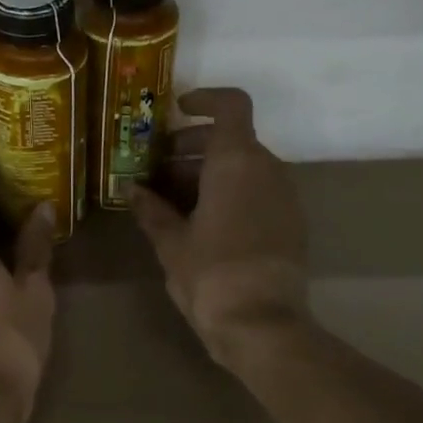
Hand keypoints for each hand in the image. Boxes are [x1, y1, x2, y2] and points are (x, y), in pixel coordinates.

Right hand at [133, 87, 310, 371]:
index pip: (231, 105)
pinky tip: (203, 223)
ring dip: (211, 173)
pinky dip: (231, 194)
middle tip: (160, 168)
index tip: (178, 110)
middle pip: (234, 139)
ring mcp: (285, 196)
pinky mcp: (291, 224)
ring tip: (175, 200)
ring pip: (246, 167)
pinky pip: (258, 192)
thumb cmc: (210, 274)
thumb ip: (151, 210)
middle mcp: (268, 168)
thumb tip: (132, 190)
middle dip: (195, 147)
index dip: (206, 99)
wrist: (261, 323)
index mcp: (237, 161)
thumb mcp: (170, 242)